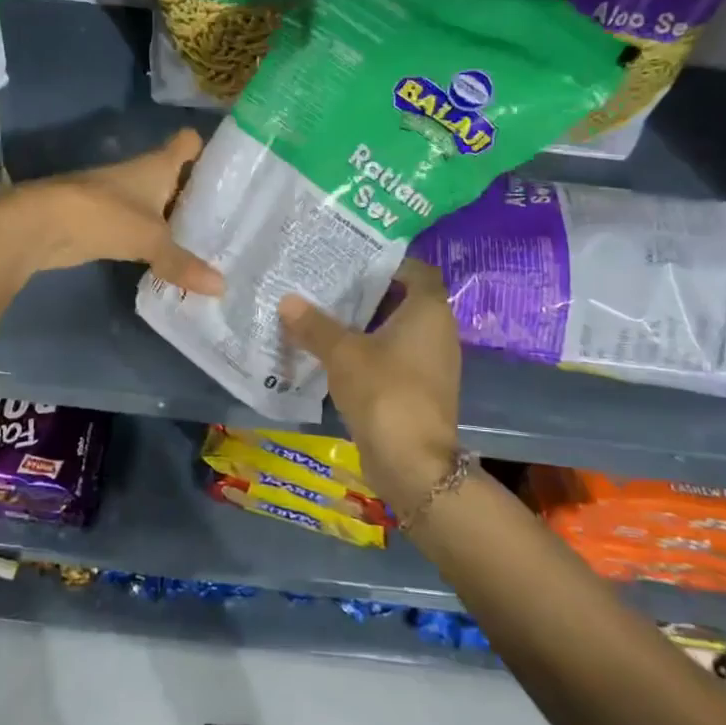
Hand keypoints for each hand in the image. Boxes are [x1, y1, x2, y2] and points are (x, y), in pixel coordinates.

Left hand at [7, 130, 223, 294]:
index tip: (234, 171)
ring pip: (161, 206)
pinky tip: (174, 261)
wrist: (42, 224)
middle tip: (236, 221)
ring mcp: (123, 199)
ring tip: (212, 245)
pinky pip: (142, 230)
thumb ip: (184, 263)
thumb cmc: (104, 215)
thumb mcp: (151, 240)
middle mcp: (142, 176)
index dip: (210, 151)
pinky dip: (156, 242)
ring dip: (178, 223)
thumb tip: (222, 288)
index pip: (188, 143)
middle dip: (202, 197)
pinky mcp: (108, 223)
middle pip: (179, 178)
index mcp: (157, 165)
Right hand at [279, 260, 461, 509]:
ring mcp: (432, 363)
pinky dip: (370, 351)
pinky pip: (394, 357)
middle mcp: (438, 331)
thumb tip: (287, 300)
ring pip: (396, 331)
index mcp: (428, 310)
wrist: (413, 464)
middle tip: (327, 285)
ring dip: (365, 324)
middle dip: (367, 293)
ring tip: (324, 315)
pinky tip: (335, 354)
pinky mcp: (420, 389)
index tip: (351, 260)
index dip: (386, 263)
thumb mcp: (342, 353)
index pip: (415, 270)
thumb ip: (314, 325)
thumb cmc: (384, 391)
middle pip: (402, 299)